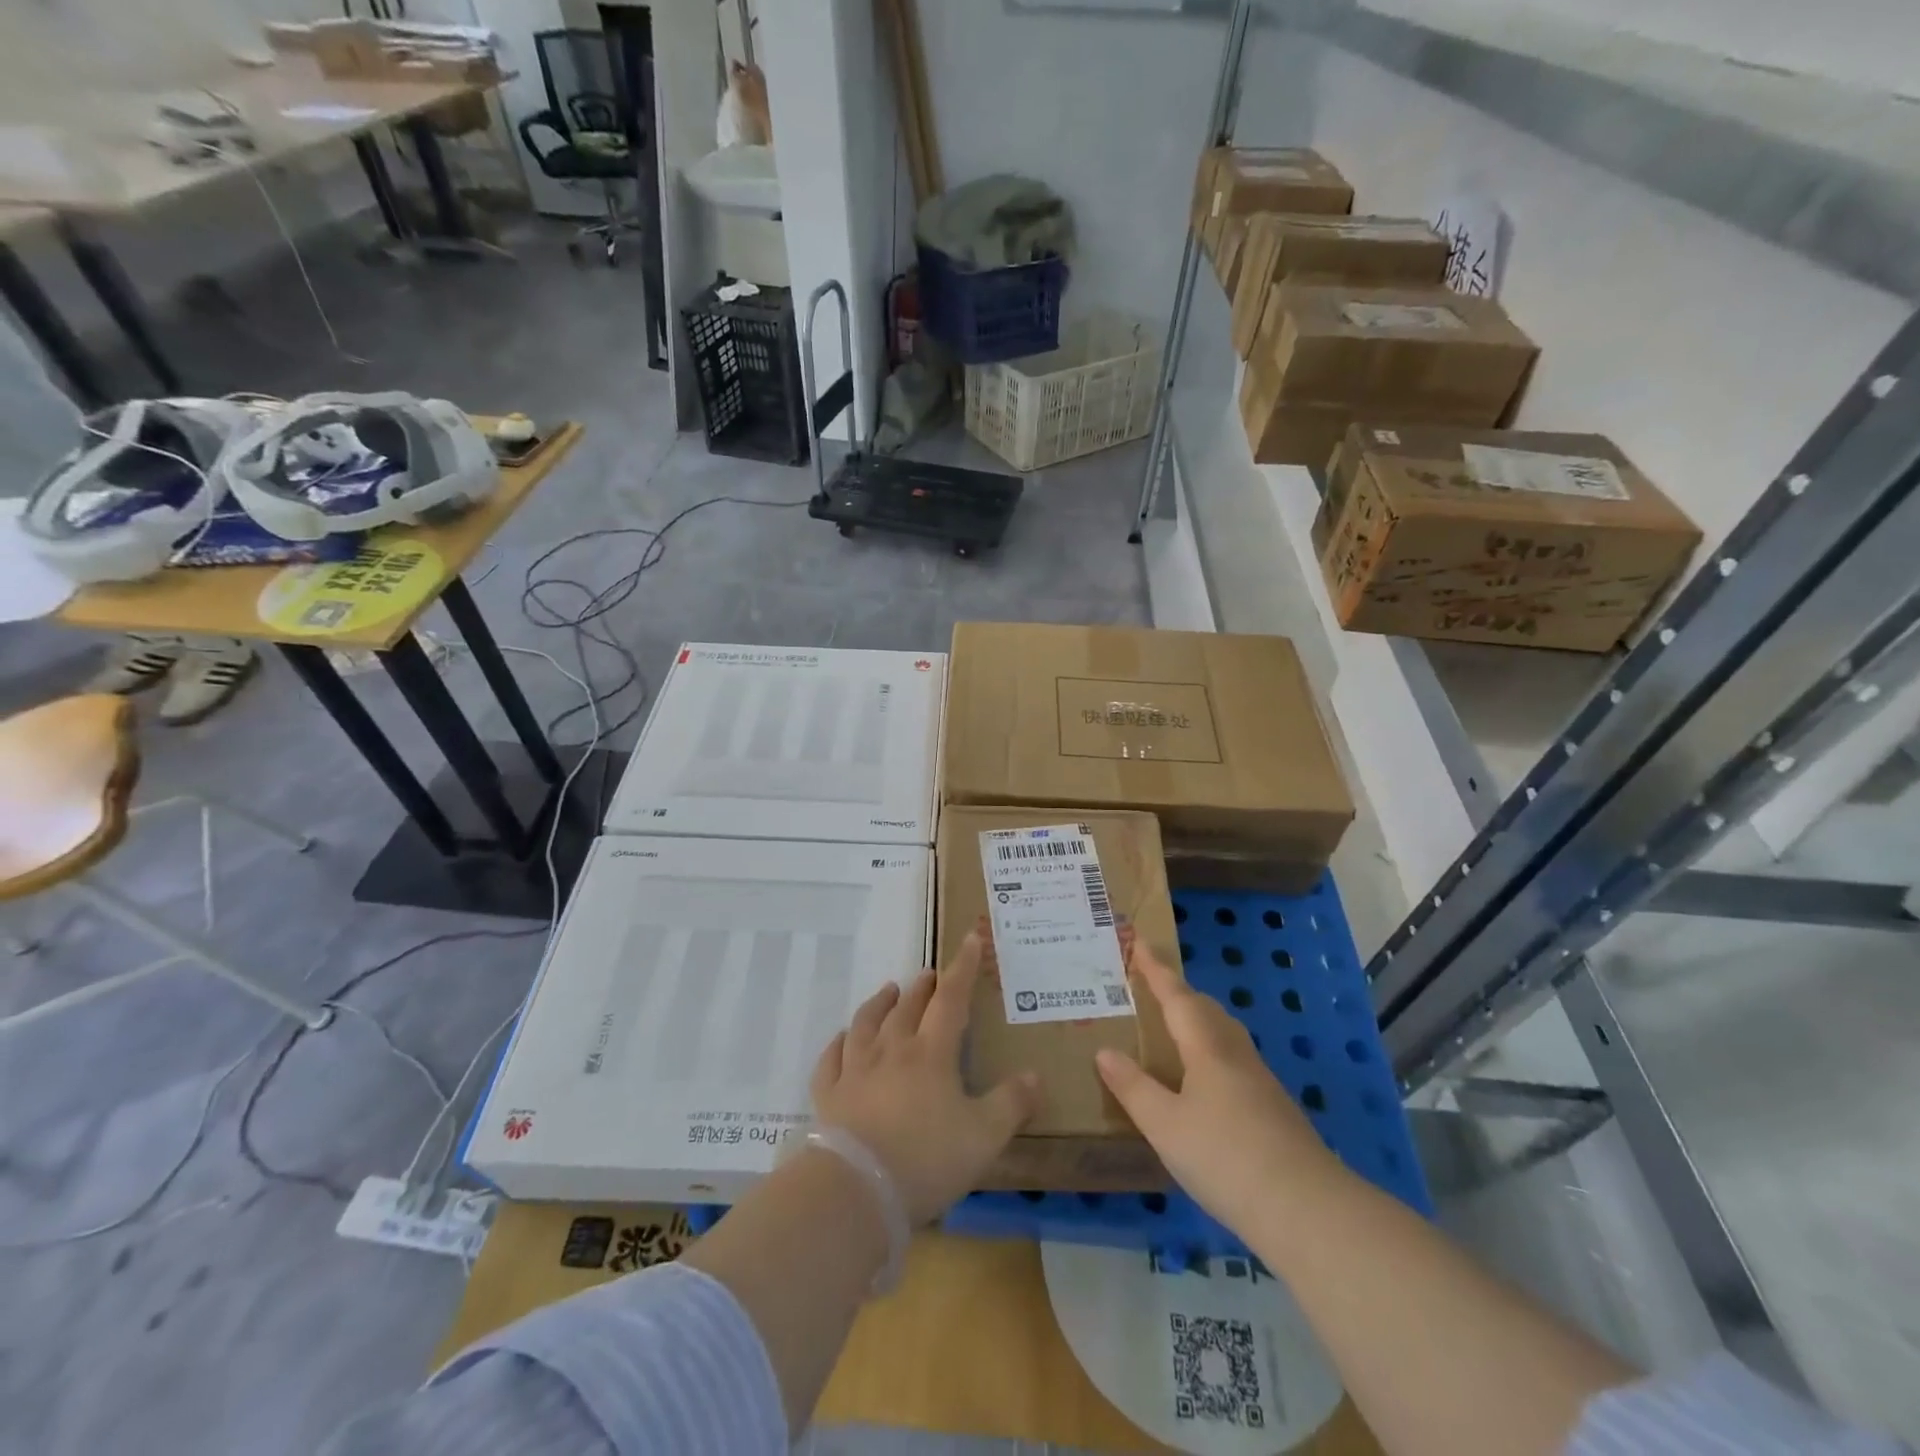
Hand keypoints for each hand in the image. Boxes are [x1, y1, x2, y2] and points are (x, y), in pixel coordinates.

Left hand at [811, 930, 1041, 1225]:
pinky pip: (831, 1060)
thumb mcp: (984, 1137)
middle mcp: (892, 1051)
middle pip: (908, 1007)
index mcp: (931, 1054)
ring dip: (879, 1004)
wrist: (857, 1190)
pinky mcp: (828, 1096)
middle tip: (928, 973)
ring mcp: (855, 1070)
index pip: (951, 999)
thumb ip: (1011, 1104)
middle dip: (922, 987)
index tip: (969, 939)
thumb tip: (1035, 1075)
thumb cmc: (927, 1158)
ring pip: (867, 1024)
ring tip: (888, 990)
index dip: (962, 968)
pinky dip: (838, 1044)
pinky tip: (841, 1039)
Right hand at [1096, 940, 1341, 1231]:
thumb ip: (1133, 1087)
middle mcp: (1235, 1053)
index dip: (1156, 969)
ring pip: (1223, 1033)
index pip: (1176, 996)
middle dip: (1178, 992)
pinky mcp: (1273, 1108)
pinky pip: (1233, 1060)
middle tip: (1150, 987)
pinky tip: (1202, 1081)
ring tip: (1173, 1028)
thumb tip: (1104, 1051)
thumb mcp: (1165, 1125)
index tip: (1140, 941)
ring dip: (1197, 1020)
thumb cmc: (1225, 1157)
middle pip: (1206, 1009)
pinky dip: (1210, 1052)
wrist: (1306, 1209)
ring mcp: (1259, 1080)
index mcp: (1207, 1047)